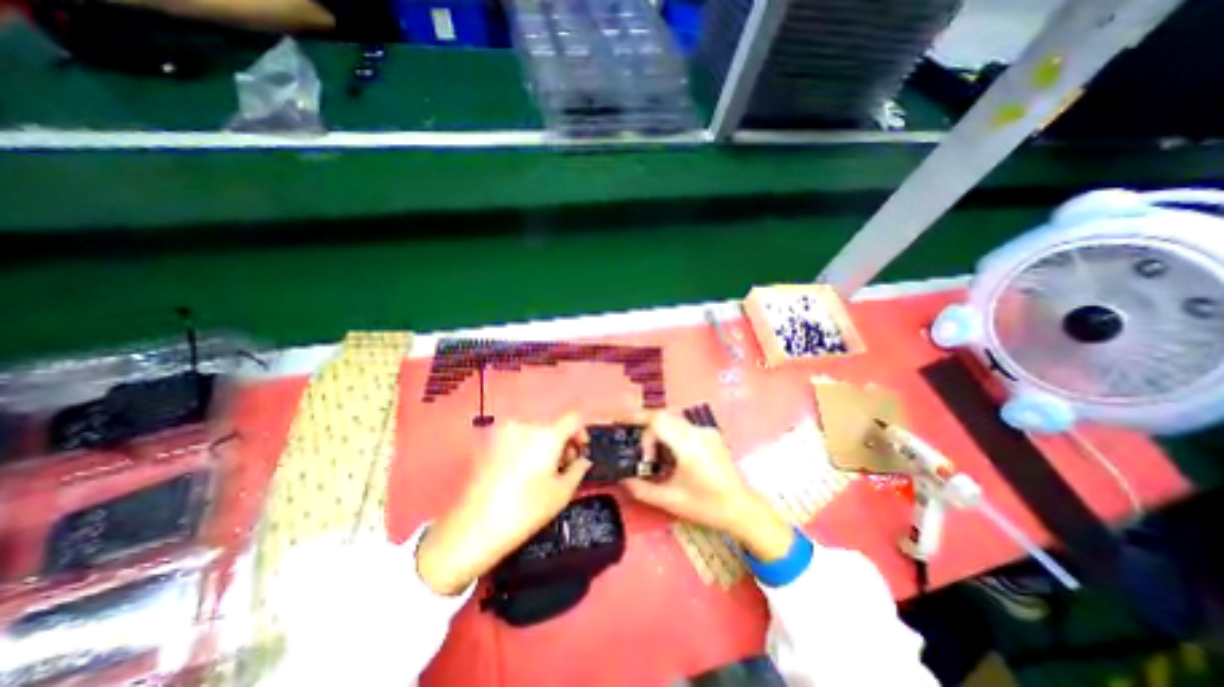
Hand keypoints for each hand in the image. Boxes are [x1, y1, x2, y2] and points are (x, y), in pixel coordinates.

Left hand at [415, 414, 591, 596]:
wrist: (474, 527)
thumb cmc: (525, 510)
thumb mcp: (561, 494)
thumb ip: (578, 470)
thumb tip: (582, 460)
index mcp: (547, 434)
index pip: (573, 418)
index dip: (582, 432)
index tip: (580, 450)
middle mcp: (526, 425)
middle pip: (553, 425)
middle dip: (562, 442)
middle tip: (563, 467)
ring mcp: (505, 431)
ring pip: (535, 431)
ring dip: (544, 444)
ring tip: (541, 471)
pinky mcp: (490, 441)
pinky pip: (517, 437)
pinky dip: (526, 447)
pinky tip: (522, 471)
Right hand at [624, 412, 793, 562]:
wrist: (742, 509)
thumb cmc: (706, 506)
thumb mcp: (671, 501)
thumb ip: (642, 490)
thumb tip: (623, 480)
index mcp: (688, 445)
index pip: (657, 421)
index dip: (641, 431)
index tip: (638, 450)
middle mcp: (698, 432)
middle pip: (664, 415)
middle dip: (646, 427)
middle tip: (638, 446)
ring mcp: (706, 432)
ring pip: (674, 419)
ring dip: (659, 431)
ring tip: (654, 455)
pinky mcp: (711, 435)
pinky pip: (684, 427)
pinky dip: (672, 434)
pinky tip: (672, 456)